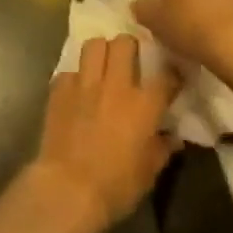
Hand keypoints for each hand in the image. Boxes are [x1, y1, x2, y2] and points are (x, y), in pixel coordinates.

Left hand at [28, 36, 179, 232]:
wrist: (68, 189)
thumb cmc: (115, 186)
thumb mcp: (148, 173)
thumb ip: (162, 149)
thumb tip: (172, 137)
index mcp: (143, 104)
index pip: (166, 75)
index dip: (172, 73)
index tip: (172, 77)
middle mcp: (115, 85)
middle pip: (125, 43)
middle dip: (130, 46)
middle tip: (130, 60)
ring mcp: (85, 83)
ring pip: (94, 45)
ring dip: (101, 51)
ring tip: (102, 64)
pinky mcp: (60, 89)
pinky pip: (70, 70)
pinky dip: (75, 77)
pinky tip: (77, 90)